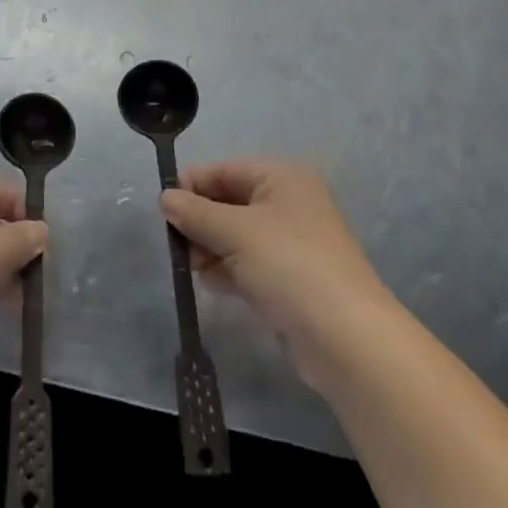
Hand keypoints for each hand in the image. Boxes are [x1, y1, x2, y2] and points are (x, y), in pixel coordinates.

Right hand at [162, 157, 390, 383]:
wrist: (345, 338)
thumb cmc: (289, 266)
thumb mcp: (235, 232)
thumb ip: (195, 212)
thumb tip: (165, 198)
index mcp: (282, 178)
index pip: (224, 170)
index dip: (191, 186)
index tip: (162, 212)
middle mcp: (288, 202)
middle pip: (228, 201)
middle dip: (199, 221)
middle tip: (176, 245)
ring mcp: (290, 242)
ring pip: (235, 235)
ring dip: (210, 247)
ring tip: (193, 267)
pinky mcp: (289, 277)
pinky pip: (246, 263)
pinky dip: (227, 269)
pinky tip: (212, 284)